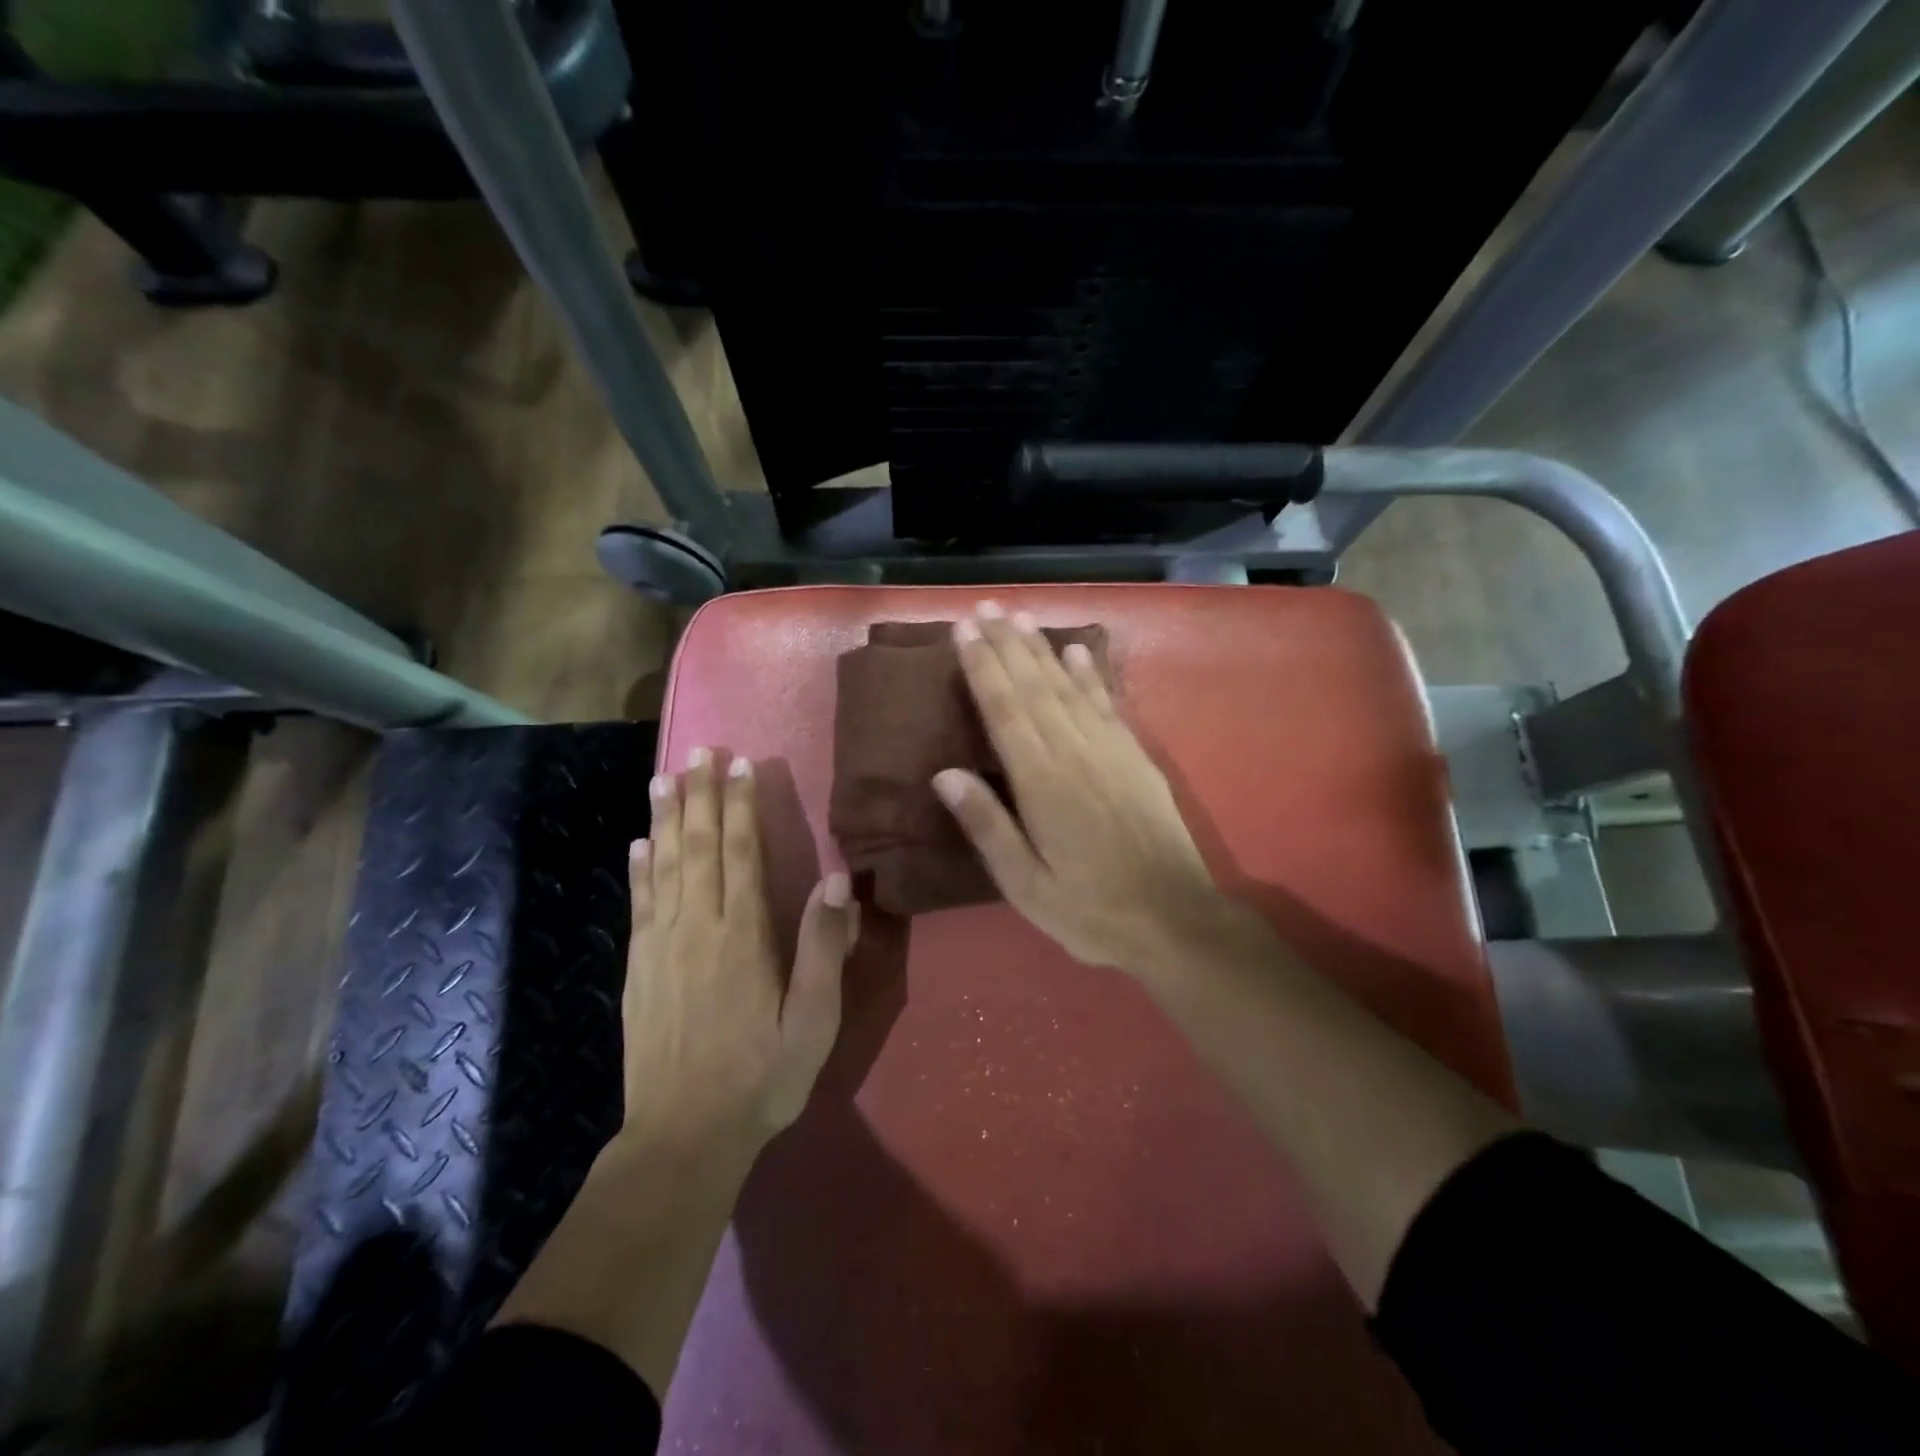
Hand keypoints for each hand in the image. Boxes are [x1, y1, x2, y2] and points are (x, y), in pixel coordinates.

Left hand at [621, 749, 859, 1159]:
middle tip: (699, 750)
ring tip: (665, 778)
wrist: (683, 1136)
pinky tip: (638, 844)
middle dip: (700, 795)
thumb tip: (835, 882)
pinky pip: (639, 904)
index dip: (740, 806)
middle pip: (699, 846)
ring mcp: (660, 946)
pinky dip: (639, 869)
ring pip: (664, 866)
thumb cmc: (761, 1076)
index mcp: (742, 935)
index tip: (739, 765)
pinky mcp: (638, 968)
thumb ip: (823, 949)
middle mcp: (698, 927)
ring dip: (666, 818)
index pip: (742, 853)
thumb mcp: (813, 1021)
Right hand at [933, 602, 1250, 978]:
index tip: (964, 630)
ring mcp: (1111, 750)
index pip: (1004, 710)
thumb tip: (944, 774)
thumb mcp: (1026, 884)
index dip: (982, 667)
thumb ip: (987, 826)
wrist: (1176, 920)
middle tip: (986, 607)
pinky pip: (1108, 704)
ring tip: (1021, 618)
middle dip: (1007, 644)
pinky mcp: (1137, 758)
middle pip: (1034, 687)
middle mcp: (1075, 752)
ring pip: (1069, 687)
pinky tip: (1078, 653)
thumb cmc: (1091, 910)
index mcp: (1042, 782)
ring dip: (1043, 650)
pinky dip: (1090, 675)